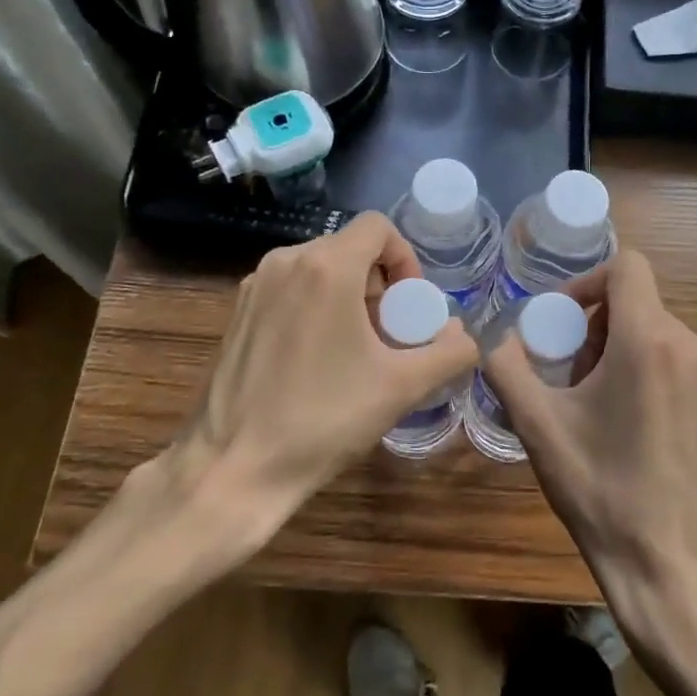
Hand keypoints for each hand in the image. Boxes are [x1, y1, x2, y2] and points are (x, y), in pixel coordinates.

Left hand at [141, 213, 477, 543]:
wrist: (234, 467)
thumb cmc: (323, 419)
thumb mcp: (402, 386)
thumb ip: (449, 352)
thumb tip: (463, 335)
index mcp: (326, 267)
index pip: (378, 227)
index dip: (405, 259)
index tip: (409, 307)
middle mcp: (285, 261)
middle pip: (350, 249)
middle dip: (380, 285)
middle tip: (388, 336)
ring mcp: (255, 286)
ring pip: (319, 269)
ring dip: (349, 297)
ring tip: (356, 351)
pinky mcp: (237, 313)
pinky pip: (291, 290)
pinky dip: (316, 308)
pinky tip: (317, 361)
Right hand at [482, 249, 696, 608]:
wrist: (668, 561)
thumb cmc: (599, 488)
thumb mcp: (537, 425)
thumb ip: (508, 368)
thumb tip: (499, 340)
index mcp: (649, 340)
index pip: (627, 266)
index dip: (587, 282)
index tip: (561, 321)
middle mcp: (691, 346)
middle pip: (638, 303)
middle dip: (596, 326)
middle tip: (569, 374)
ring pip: (658, 332)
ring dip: (620, 349)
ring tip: (595, 401)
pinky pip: (678, 361)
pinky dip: (648, 370)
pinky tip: (629, 422)